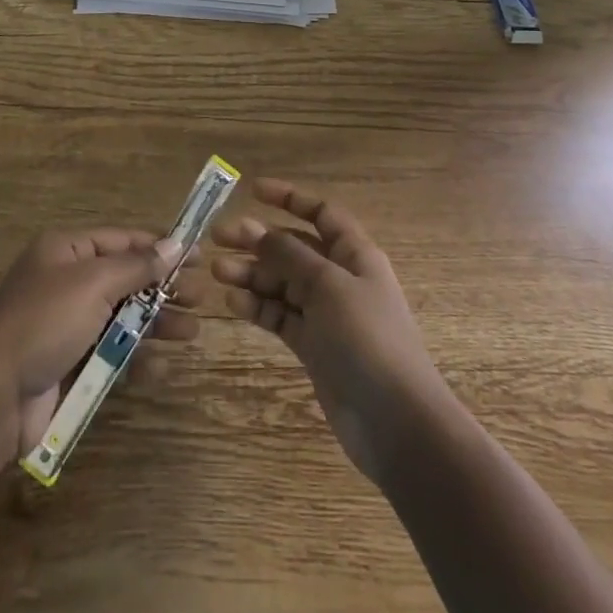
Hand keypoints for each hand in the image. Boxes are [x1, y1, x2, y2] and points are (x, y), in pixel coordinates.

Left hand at [0, 227, 196, 460]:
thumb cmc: (44, 323)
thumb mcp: (92, 284)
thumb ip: (136, 266)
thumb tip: (175, 245)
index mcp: (66, 250)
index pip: (122, 240)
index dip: (159, 247)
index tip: (197, 256)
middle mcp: (67, 281)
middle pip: (125, 278)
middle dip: (163, 288)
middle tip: (200, 299)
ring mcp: (68, 324)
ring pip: (122, 317)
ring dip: (156, 323)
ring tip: (192, 333)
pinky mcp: (70, 363)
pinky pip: (111, 352)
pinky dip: (136, 357)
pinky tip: (161, 366)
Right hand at [210, 179, 446, 482]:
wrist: (396, 422)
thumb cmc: (367, 339)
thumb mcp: (327, 286)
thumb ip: (289, 255)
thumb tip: (256, 229)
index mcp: (354, 254)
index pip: (321, 213)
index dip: (289, 198)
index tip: (252, 190)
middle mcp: (340, 278)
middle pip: (294, 247)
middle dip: (258, 239)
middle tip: (218, 237)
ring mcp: (326, 314)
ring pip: (282, 282)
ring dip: (252, 274)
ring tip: (217, 271)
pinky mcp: (314, 346)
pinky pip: (281, 316)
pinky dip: (258, 307)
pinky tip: (232, 303)